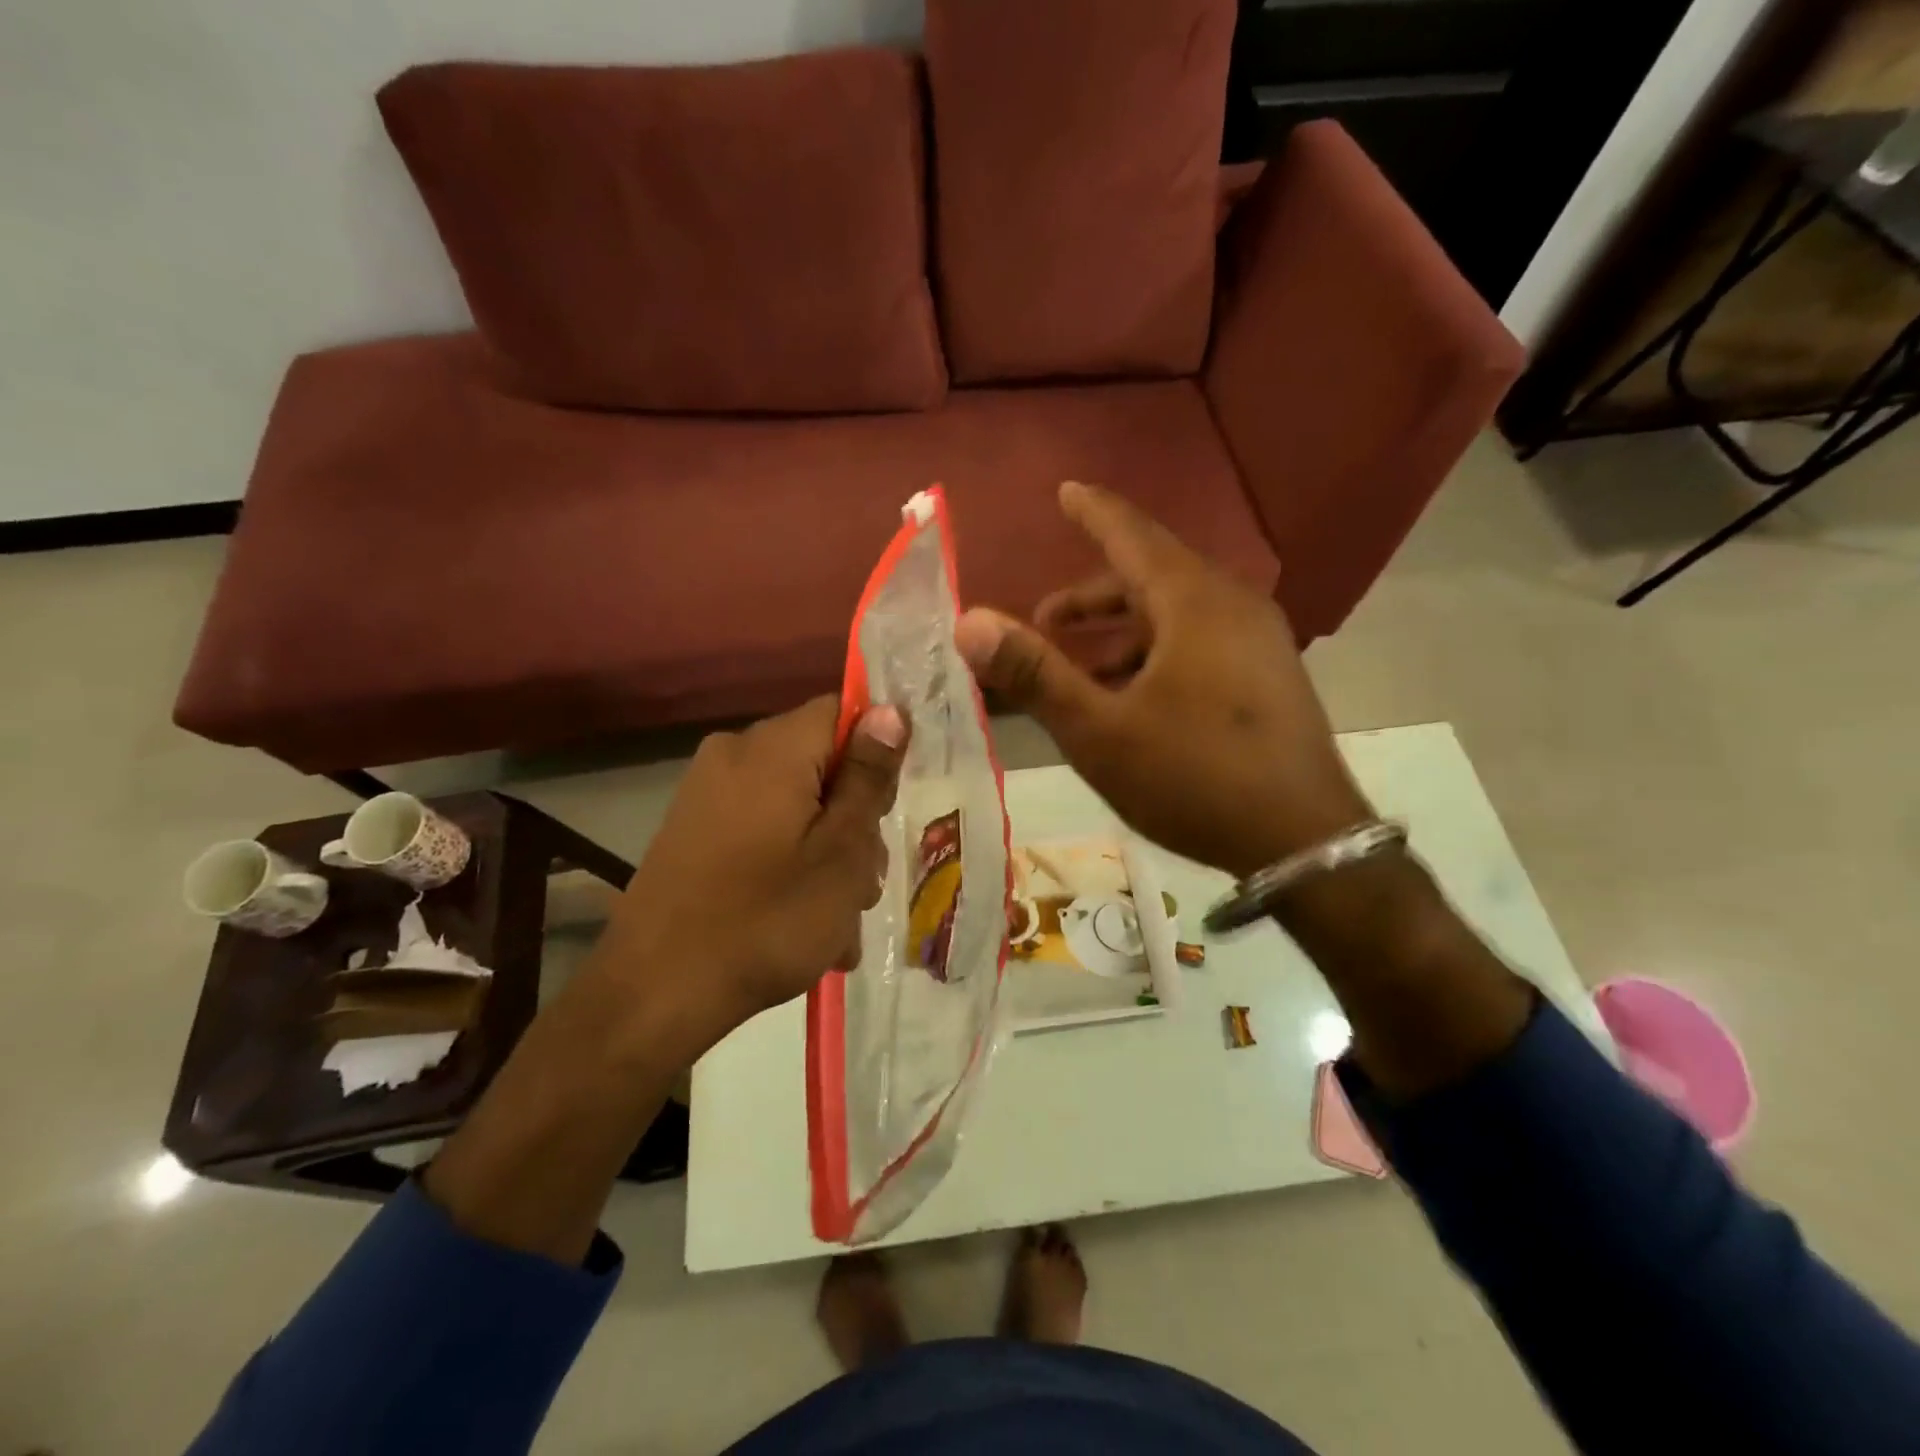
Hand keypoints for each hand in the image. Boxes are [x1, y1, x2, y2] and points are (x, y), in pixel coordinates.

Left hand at [591, 696, 908, 1055]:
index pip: (844, 711)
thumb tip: (890, 711)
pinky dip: (790, 865)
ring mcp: (707, 794)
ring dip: (827, 854)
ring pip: (797, 805)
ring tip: (837, 924)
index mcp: (772, 748)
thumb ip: (868, 777)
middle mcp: (734, 755)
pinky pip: (763, 830)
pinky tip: (804, 925)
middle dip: (853, 819)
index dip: (876, 755)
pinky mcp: (693, 831)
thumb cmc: (767, 919)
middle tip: (863, 884)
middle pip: (821, 764)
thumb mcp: (840, 851)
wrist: (654, 995)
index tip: (884, 813)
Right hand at [955, 481, 1369, 879]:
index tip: (1065, 490)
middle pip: (1151, 578)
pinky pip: (1199, 643)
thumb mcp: (1100, 731)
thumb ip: (1035, 673)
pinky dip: (1154, 654)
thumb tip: (969, 622)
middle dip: (1091, 596)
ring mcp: (1258, 642)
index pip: (1133, 535)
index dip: (1093, 512)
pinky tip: (1130, 698)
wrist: (1302, 842)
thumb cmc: (1194, 778)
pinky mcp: (1267, 677)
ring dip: (1120, 633)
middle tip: (1042, 621)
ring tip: (1077, 669)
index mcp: (1194, 602)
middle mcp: (1232, 606)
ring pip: (1175, 615)